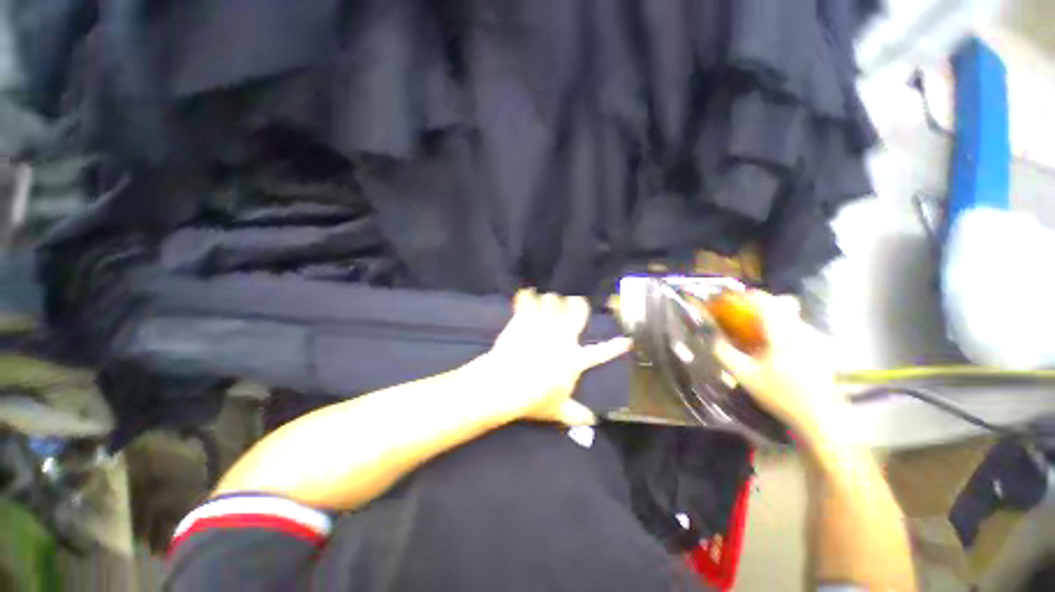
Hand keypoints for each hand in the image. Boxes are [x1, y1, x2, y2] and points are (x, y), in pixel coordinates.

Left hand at [466, 290, 631, 426]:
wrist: (506, 383)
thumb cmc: (534, 398)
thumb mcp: (557, 410)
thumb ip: (576, 414)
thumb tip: (593, 420)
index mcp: (574, 358)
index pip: (601, 352)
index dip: (616, 347)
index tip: (627, 341)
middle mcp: (563, 337)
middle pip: (577, 310)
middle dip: (578, 303)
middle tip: (574, 302)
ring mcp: (543, 324)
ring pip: (552, 300)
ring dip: (550, 300)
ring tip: (546, 301)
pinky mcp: (524, 319)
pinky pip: (527, 301)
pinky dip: (526, 296)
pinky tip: (525, 294)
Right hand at [712, 291, 845, 438]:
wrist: (820, 415)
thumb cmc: (780, 394)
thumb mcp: (744, 376)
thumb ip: (725, 353)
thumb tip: (714, 336)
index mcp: (783, 334)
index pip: (767, 302)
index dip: (750, 296)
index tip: (736, 298)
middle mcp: (803, 330)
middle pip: (785, 303)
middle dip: (764, 304)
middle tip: (749, 317)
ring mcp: (817, 337)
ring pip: (794, 315)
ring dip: (776, 318)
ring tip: (763, 336)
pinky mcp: (824, 346)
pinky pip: (801, 327)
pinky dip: (787, 329)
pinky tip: (780, 348)